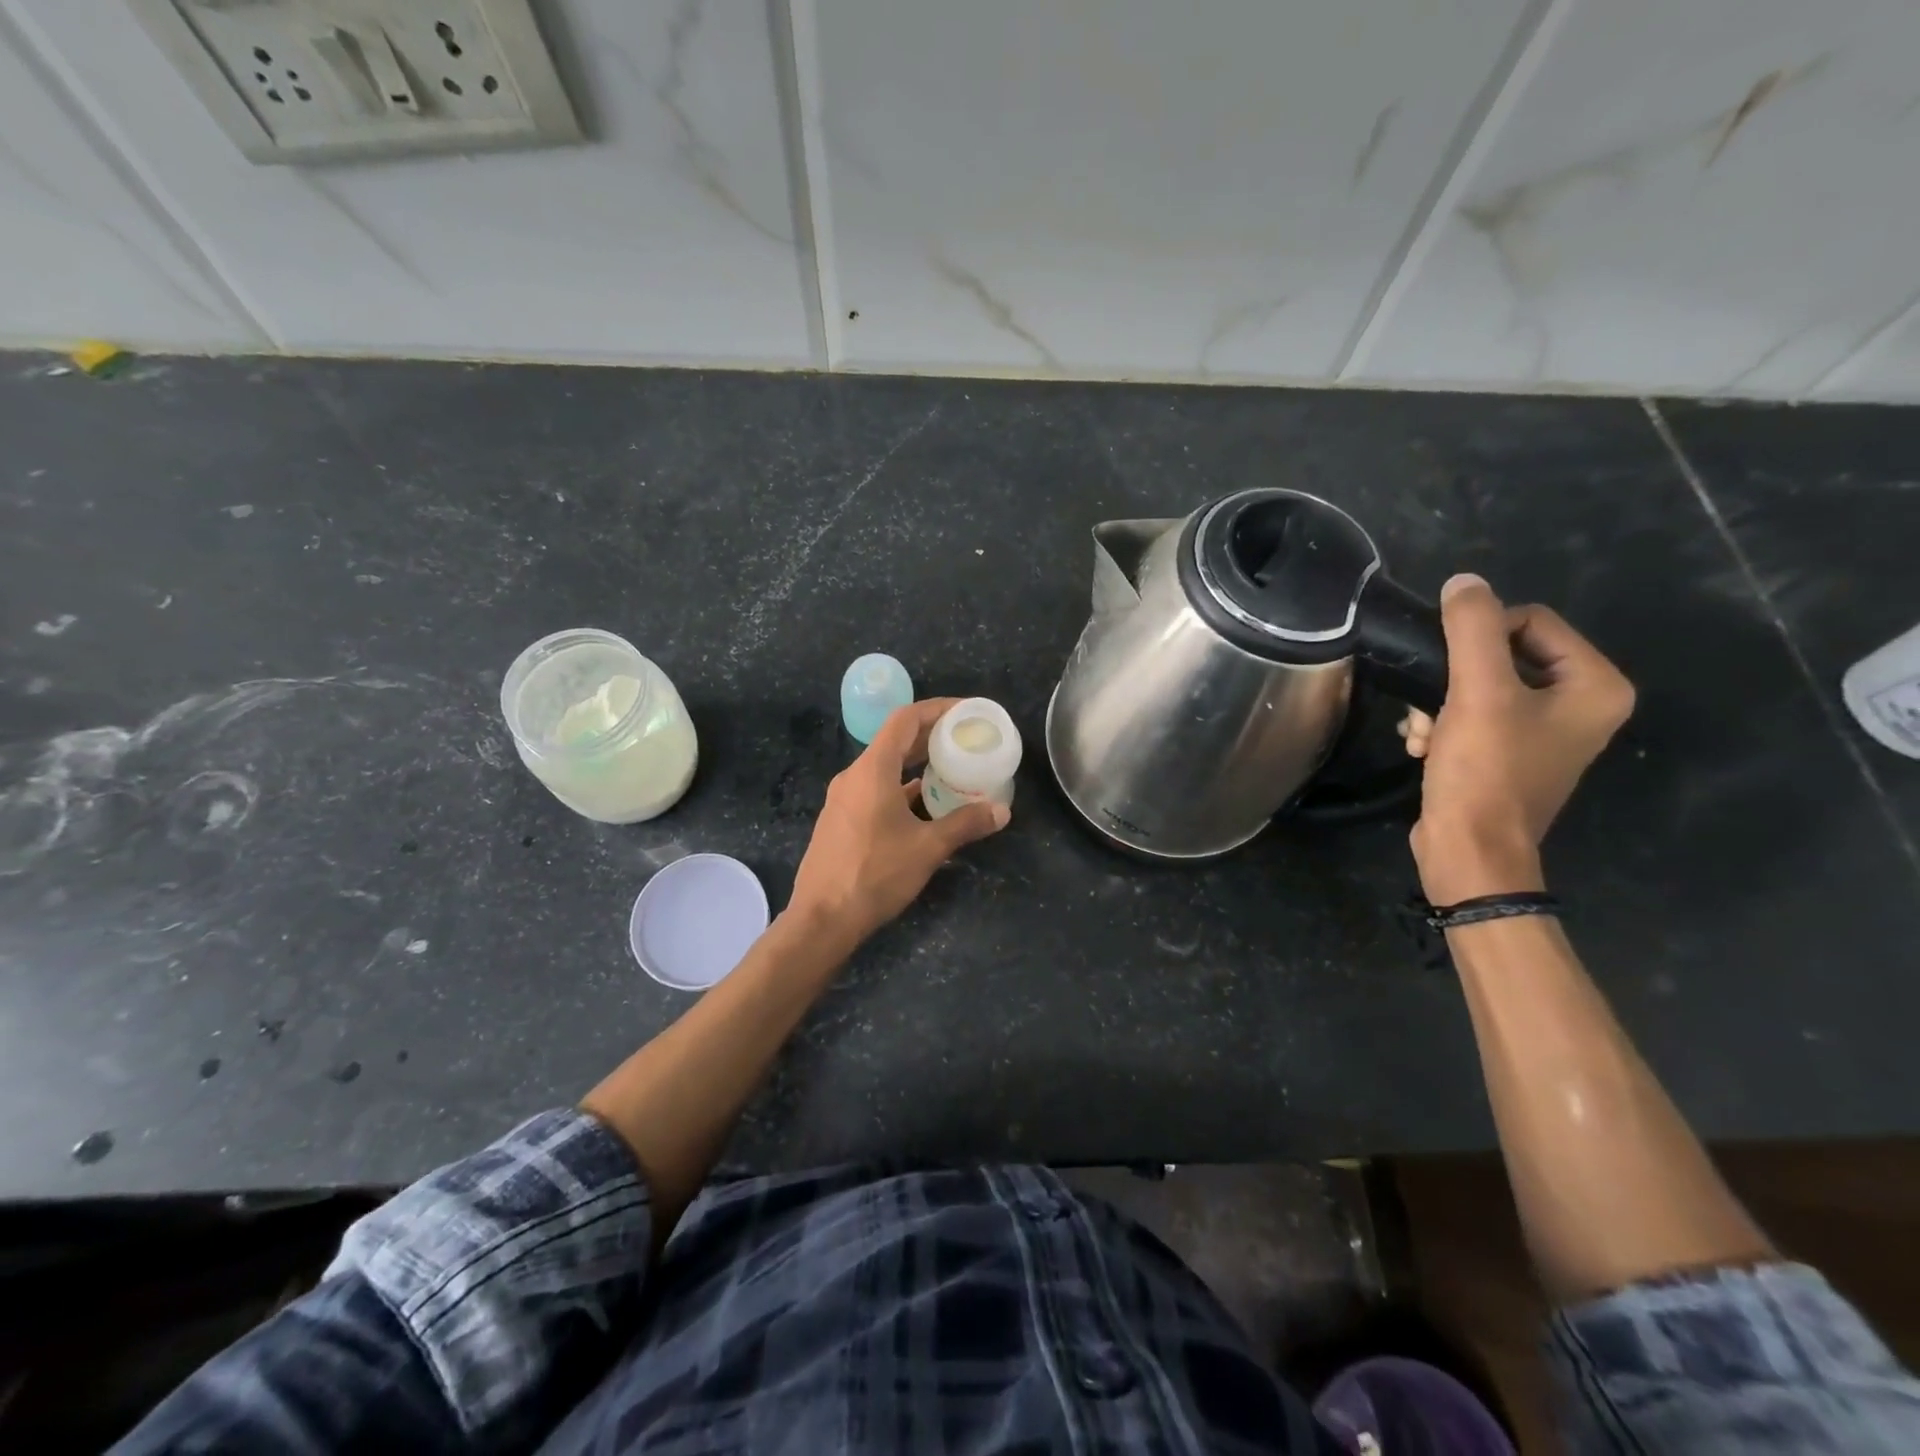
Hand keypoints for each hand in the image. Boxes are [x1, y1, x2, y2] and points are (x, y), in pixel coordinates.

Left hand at [787, 698, 1009, 945]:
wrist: (822, 919)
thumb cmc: (875, 874)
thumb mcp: (928, 848)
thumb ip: (965, 824)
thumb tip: (1001, 811)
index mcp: (872, 770)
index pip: (905, 720)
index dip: (937, 709)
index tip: (965, 711)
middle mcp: (854, 776)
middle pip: (895, 741)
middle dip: (931, 736)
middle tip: (965, 739)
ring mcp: (843, 799)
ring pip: (885, 767)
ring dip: (916, 764)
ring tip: (951, 769)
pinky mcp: (841, 820)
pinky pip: (875, 790)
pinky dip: (902, 788)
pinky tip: (925, 805)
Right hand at [1403, 574, 1634, 903]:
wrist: (1469, 849)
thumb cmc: (1484, 770)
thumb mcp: (1476, 692)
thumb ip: (1472, 629)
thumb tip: (1464, 580)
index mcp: (1595, 685)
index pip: (1530, 620)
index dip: (1479, 636)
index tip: (1448, 672)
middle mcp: (1580, 704)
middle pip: (1501, 653)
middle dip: (1452, 679)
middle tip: (1430, 709)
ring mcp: (1545, 732)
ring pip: (1477, 685)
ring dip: (1439, 705)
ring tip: (1424, 734)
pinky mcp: (1509, 754)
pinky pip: (1472, 715)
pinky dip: (1443, 726)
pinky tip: (1424, 747)